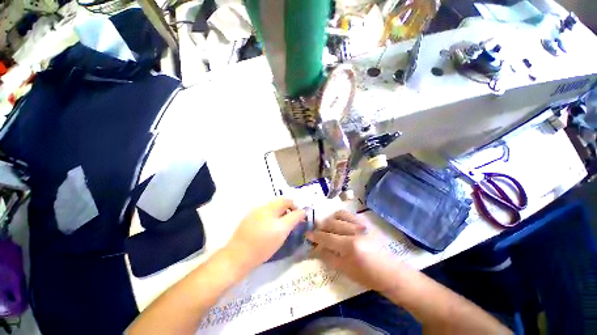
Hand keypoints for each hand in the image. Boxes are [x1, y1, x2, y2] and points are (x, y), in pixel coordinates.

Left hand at [225, 198, 305, 270]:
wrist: (238, 257)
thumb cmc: (263, 245)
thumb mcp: (282, 231)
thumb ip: (294, 218)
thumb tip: (302, 211)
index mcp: (270, 207)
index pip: (287, 200)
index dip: (295, 207)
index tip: (299, 218)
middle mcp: (262, 206)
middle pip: (279, 203)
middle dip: (287, 210)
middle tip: (290, 223)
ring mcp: (254, 212)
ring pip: (272, 209)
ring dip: (279, 214)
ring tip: (280, 227)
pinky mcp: (248, 220)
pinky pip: (264, 214)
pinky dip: (271, 218)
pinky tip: (269, 229)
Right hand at [307, 211, 402, 291]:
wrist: (390, 272)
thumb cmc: (367, 276)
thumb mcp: (345, 270)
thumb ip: (329, 257)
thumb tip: (316, 249)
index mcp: (350, 246)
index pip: (327, 237)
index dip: (315, 236)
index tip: (307, 234)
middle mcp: (354, 231)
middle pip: (331, 224)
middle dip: (321, 227)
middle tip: (316, 232)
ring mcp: (361, 225)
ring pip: (339, 215)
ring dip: (329, 220)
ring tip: (326, 227)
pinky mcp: (365, 223)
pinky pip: (348, 214)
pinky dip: (339, 216)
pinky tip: (337, 222)